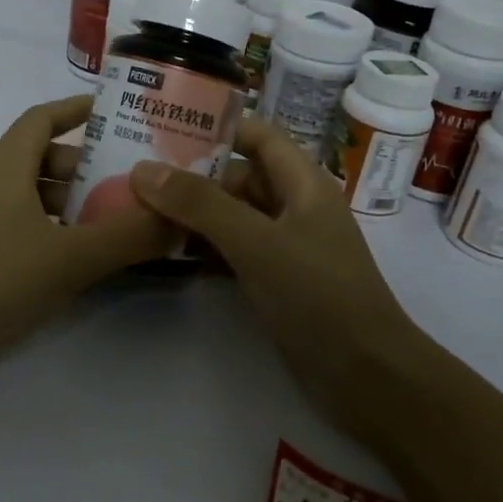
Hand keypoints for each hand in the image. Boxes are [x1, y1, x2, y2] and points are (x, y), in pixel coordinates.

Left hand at [0, 95, 172, 388]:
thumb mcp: (69, 258)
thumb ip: (128, 236)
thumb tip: (180, 217)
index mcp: (3, 166)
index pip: (42, 118)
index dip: (78, 109)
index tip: (118, 113)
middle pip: (41, 157)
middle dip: (87, 164)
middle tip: (133, 177)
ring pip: (31, 195)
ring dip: (71, 201)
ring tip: (117, 219)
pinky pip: (20, 226)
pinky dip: (52, 230)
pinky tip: (79, 258)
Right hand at [130, 118, 430, 439]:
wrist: (367, 376)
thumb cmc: (318, 295)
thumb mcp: (256, 242)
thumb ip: (201, 204)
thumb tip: (143, 170)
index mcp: (302, 181)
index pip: (257, 134)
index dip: (216, 126)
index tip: (163, 127)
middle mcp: (294, 205)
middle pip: (238, 176)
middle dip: (191, 175)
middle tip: (135, 177)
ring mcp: (286, 244)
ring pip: (233, 215)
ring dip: (193, 214)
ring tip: (138, 211)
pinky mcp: (278, 279)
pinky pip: (234, 250)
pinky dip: (204, 248)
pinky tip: (167, 254)